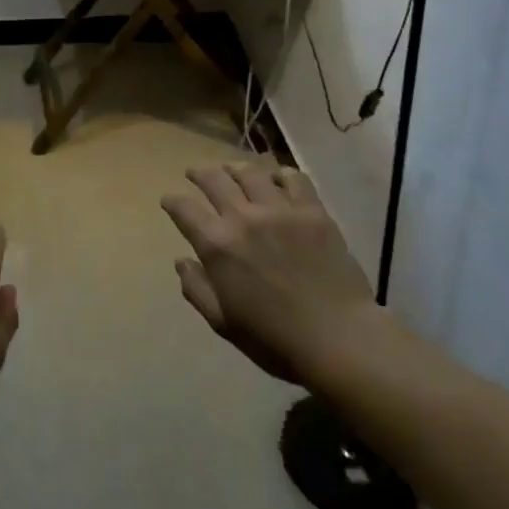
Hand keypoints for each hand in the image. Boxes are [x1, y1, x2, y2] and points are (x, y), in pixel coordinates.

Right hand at [161, 163, 380, 389]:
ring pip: (250, 172)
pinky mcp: (312, 211)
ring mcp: (280, 210)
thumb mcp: (223, 322)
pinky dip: (280, 174)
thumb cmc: (274, 338)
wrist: (339, 339)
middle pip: (214, 180)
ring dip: (234, 168)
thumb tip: (181, 262)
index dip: (172, 201)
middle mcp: (243, 217)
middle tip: (195, 174)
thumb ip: (196, 289)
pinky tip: (277, 179)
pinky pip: (294, 179)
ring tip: (231, 169)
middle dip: (199, 174)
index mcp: (217, 244)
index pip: (184, 209)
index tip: (169, 200)